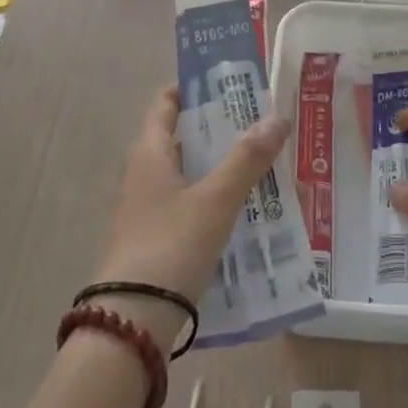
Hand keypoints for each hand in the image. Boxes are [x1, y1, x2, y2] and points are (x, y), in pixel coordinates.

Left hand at [91, 86, 288, 342]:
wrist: (130, 324)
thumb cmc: (170, 245)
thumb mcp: (215, 199)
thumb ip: (247, 159)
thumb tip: (278, 116)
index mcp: (149, 153)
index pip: (166, 103)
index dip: (193, 87)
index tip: (229, 82)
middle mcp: (143, 175)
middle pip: (181, 138)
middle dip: (219, 130)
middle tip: (260, 124)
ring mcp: (146, 210)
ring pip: (188, 175)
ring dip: (220, 167)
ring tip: (263, 166)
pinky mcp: (154, 241)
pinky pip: (188, 207)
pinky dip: (214, 200)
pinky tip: (244, 212)